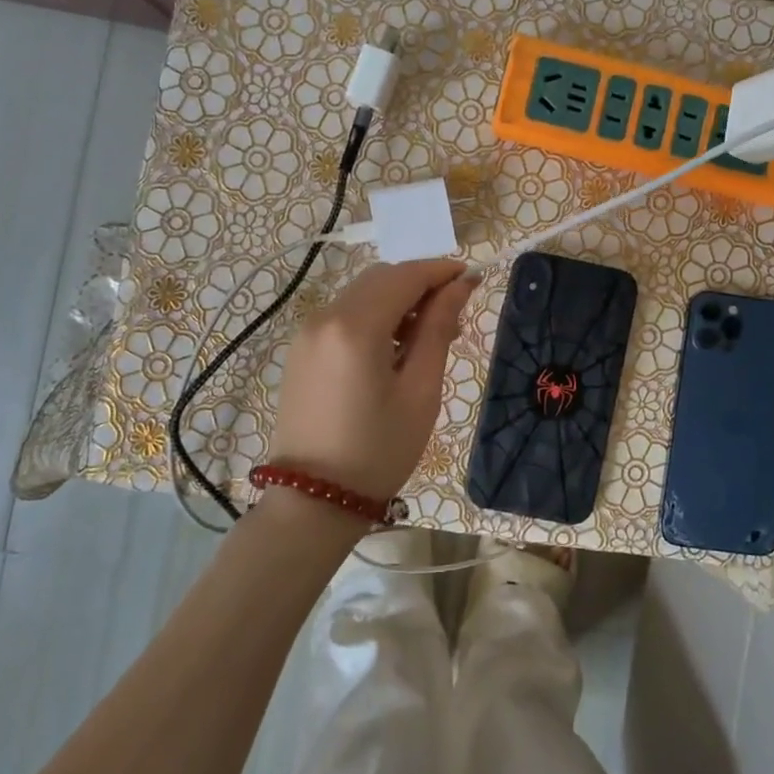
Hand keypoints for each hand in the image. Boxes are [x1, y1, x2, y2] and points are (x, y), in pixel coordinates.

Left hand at [267, 259, 475, 502]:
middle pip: (381, 279)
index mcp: (355, 326)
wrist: (313, 501)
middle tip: (453, 313)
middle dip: (420, 284)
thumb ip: (439, 329)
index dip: (441, 271)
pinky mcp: (300, 349)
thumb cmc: (378, 450)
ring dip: (397, 300)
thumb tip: (461, 285)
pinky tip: (393, 348)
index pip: (405, 276)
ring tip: (427, 336)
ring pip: (361, 294)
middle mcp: (325, 316)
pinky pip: (344, 315)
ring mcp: (306, 332)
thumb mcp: (420, 390)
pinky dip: (373, 316)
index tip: (472, 279)